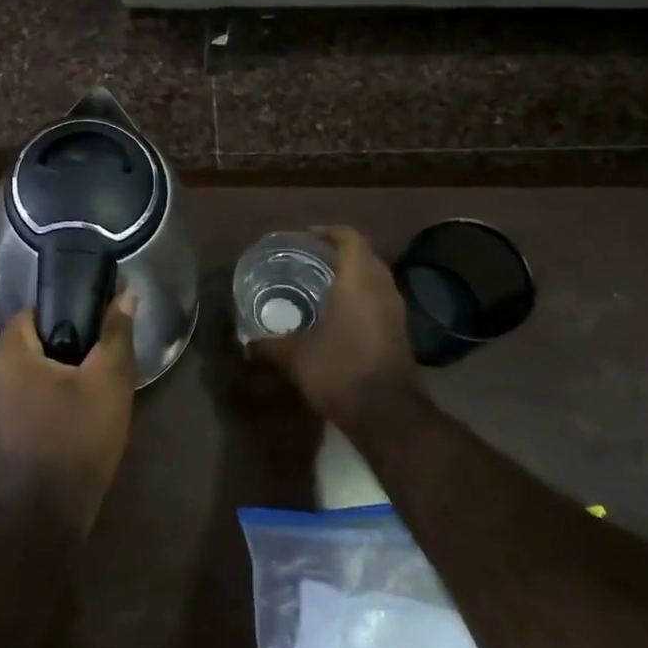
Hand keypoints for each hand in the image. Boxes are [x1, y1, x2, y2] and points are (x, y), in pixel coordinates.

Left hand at [0, 292, 138, 535]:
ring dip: (55, 374)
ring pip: (25, 372)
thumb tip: (125, 295)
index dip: (68, 312)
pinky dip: (43, 398)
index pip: (34, 311)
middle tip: (100, 361)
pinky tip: (71, 416)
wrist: (42, 521)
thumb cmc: (76, 442)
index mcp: (6, 354)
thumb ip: (115, 334)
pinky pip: (19, 398)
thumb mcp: (107, 383)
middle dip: (65, 346)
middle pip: (29, 342)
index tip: (97, 327)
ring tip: (91, 389)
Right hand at [251, 225, 420, 425]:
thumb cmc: (340, 372)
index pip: (351, 239)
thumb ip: (268, 346)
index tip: (307, 237)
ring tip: (321, 283)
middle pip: (366, 255)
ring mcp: (396, 312)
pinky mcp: (401, 332)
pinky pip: (380, 299)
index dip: (330, 232)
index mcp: (358, 283)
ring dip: (353, 274)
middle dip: (340, 251)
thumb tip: (246, 345)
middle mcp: (382, 290)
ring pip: (376, 278)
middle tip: (309, 258)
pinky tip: (338, 313)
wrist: (387, 415)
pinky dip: (362, 296)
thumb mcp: (295, 358)